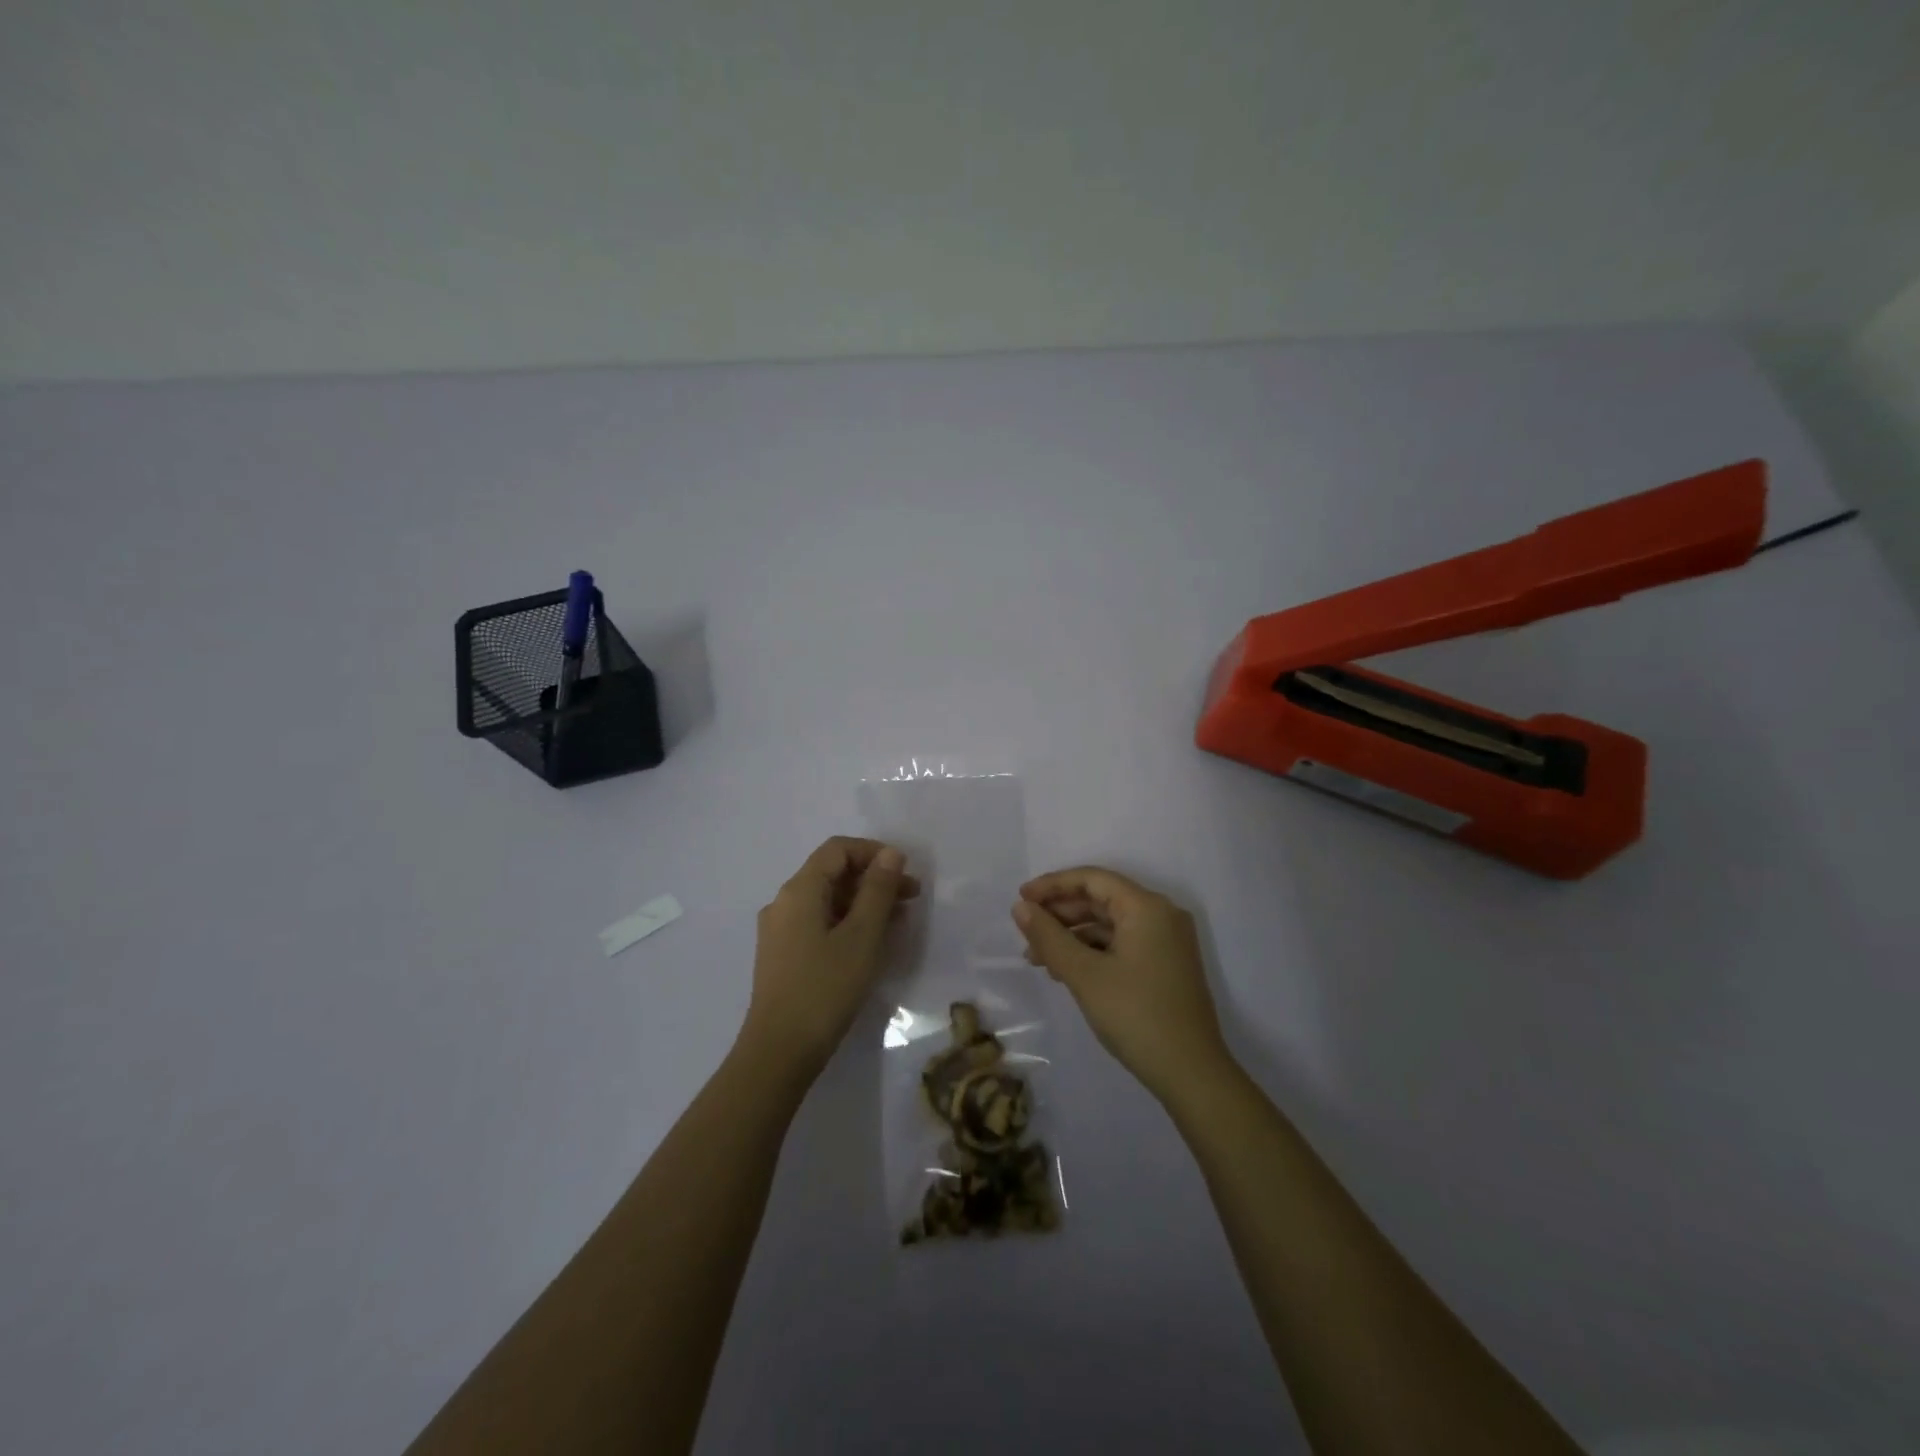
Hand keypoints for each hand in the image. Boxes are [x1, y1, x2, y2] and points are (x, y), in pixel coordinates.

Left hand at [742, 837, 920, 1082]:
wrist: (779, 1053)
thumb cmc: (825, 989)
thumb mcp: (861, 937)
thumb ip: (877, 891)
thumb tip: (890, 853)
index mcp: (799, 890)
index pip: (837, 849)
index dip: (874, 852)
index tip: (905, 871)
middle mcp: (784, 902)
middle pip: (832, 873)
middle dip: (874, 879)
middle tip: (912, 897)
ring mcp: (781, 931)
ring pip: (828, 900)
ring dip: (864, 902)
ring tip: (900, 920)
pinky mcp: (784, 956)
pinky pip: (820, 923)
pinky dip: (848, 923)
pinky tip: (872, 942)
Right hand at [1012, 866, 1231, 1101]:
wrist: (1191, 1074)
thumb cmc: (1136, 1015)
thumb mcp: (1084, 975)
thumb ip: (1049, 937)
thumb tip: (1021, 907)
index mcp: (1146, 907)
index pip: (1092, 879)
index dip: (1053, 885)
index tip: (1021, 899)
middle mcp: (1161, 915)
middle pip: (1101, 899)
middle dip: (1060, 914)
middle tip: (1026, 933)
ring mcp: (1166, 941)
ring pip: (1109, 924)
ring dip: (1072, 936)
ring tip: (1038, 959)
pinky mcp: (1165, 964)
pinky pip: (1121, 943)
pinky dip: (1092, 951)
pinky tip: (1065, 971)